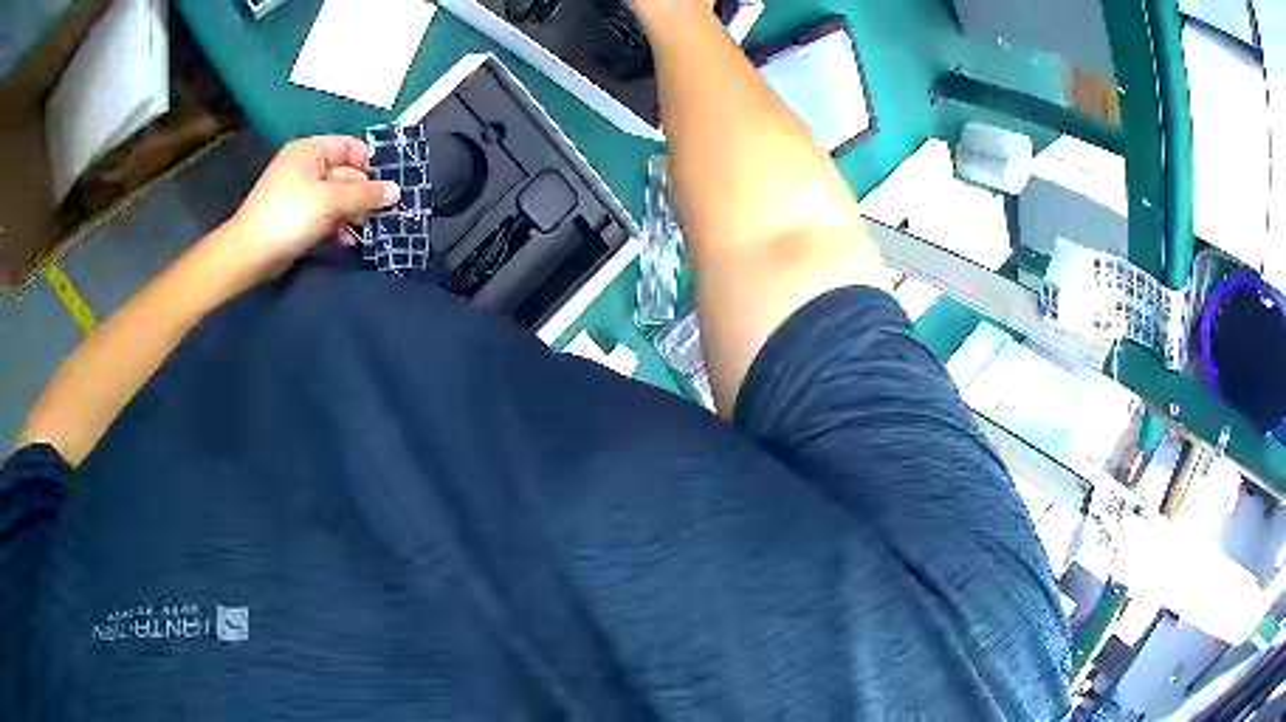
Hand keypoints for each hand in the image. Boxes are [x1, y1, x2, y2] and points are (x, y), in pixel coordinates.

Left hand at [220, 136, 400, 281]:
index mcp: (311, 150)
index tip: (384, 188)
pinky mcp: (299, 218)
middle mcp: (307, 166)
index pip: (351, 147)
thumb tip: (396, 191)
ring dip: (353, 213)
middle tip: (376, 216)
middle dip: (362, 194)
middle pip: (347, 173)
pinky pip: (327, 215)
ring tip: (361, 232)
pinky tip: (346, 241)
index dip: (370, 165)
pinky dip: (339, 225)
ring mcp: (302, 193)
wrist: (249, 255)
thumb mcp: (330, 200)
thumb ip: (365, 194)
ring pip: (339, 197)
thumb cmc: (289, 216)